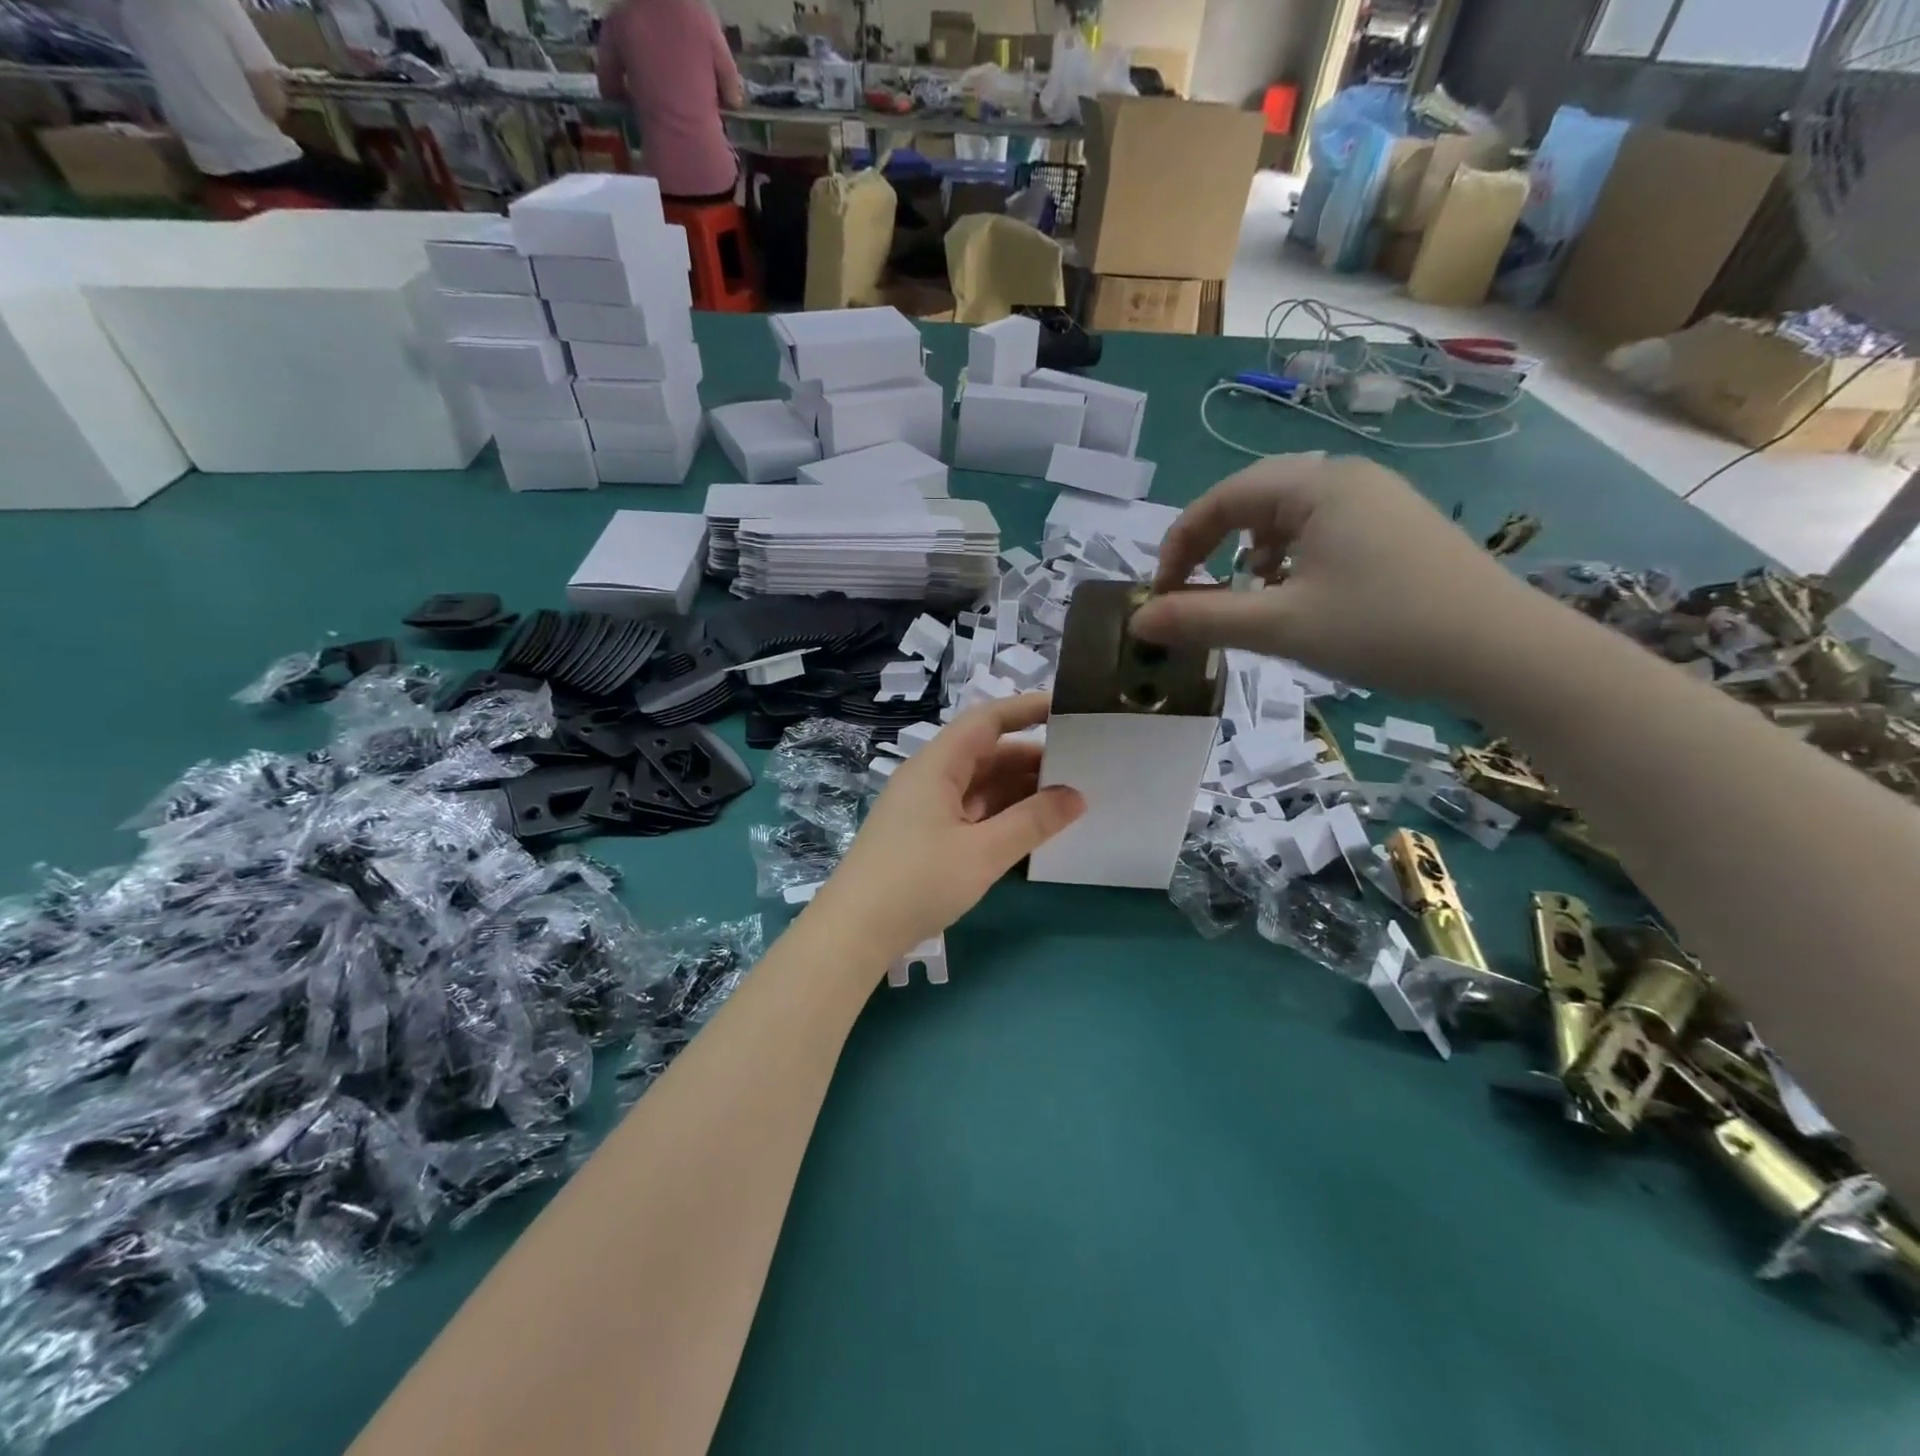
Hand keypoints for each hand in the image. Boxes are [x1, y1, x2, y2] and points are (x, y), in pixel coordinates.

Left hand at [812, 694, 1084, 965]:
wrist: (854, 931)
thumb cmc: (918, 881)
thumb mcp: (983, 852)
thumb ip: (1033, 821)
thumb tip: (1077, 796)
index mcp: (937, 765)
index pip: (986, 721)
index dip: (1026, 709)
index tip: (1068, 709)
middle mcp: (929, 777)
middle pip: (986, 753)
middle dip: (1031, 758)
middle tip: (1082, 768)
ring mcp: (925, 808)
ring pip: (980, 785)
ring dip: (1019, 790)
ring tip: (1066, 799)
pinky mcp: (924, 836)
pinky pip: (970, 811)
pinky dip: (1001, 814)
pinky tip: (1030, 828)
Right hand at [1129, 455, 1544, 700]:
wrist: (1504, 652)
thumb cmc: (1383, 629)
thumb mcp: (1280, 626)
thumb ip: (1202, 620)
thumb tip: (1139, 621)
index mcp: (1314, 486)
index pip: (1221, 499)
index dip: (1179, 544)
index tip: (1162, 594)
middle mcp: (1345, 477)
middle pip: (1252, 500)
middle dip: (1213, 546)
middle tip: (1194, 592)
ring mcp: (1378, 499)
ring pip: (1287, 516)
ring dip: (1250, 552)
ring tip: (1250, 595)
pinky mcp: (1397, 526)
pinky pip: (1321, 529)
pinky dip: (1291, 558)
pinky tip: (1300, 595)